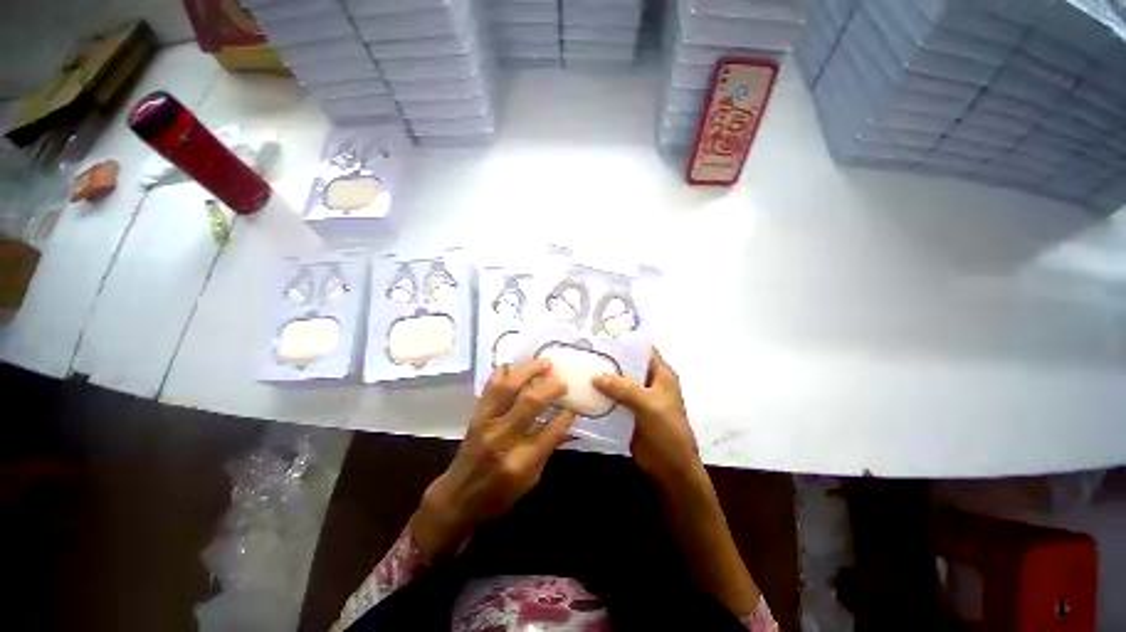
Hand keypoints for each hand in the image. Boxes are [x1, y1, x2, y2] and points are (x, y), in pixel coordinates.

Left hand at [411, 359, 575, 559]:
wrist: (458, 496)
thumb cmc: (498, 494)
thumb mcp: (530, 480)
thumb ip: (548, 448)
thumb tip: (567, 422)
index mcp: (519, 463)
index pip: (549, 432)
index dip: (565, 417)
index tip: (573, 408)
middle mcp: (501, 439)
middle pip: (529, 403)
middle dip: (550, 388)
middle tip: (562, 382)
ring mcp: (485, 423)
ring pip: (508, 388)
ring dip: (528, 371)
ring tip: (544, 363)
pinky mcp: (476, 415)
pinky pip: (489, 387)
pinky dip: (502, 373)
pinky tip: (513, 366)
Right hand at [593, 349, 702, 488]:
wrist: (670, 469)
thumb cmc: (667, 432)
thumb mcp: (648, 406)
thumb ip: (623, 389)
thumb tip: (595, 376)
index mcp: (661, 374)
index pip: (643, 350)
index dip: (625, 342)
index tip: (601, 335)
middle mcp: (649, 382)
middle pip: (627, 366)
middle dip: (609, 360)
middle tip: (584, 351)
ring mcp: (638, 398)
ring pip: (618, 382)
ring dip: (602, 378)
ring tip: (579, 368)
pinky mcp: (628, 412)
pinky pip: (612, 399)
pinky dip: (601, 395)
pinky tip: (583, 391)